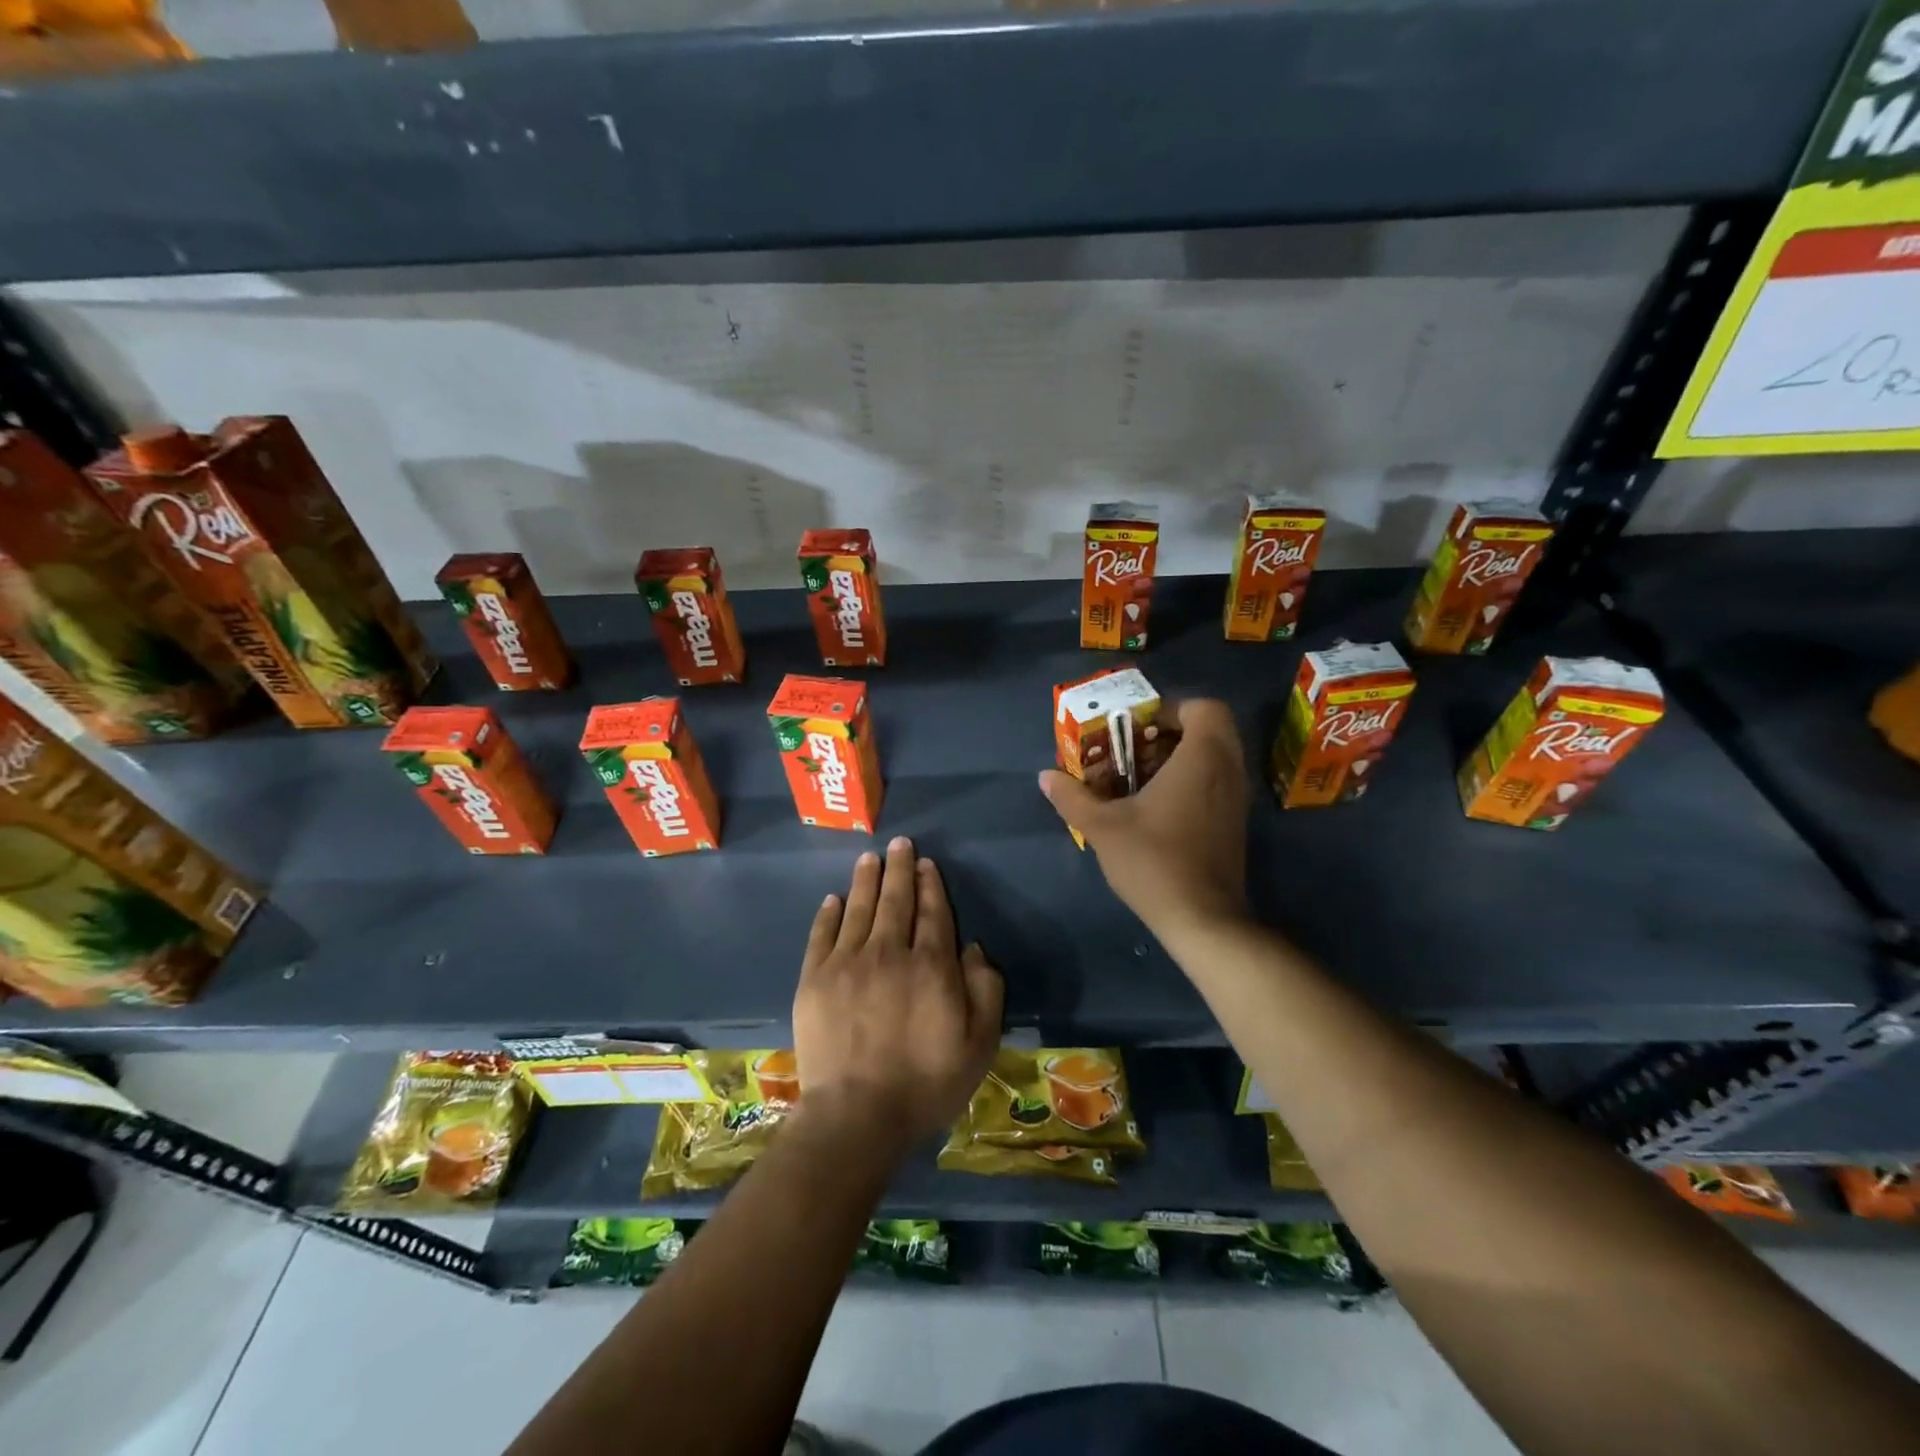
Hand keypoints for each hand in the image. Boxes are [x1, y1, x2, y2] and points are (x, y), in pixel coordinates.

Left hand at [793, 837, 1004, 1153]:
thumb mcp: (979, 1044)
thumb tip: (973, 949)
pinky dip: (829, 914)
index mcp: (931, 965)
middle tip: (900, 844)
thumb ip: (985, 990)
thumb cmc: (925, 1083)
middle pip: (895, 900)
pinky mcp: (814, 979)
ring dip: (866, 880)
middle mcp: (889, 952)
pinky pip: (822, 935)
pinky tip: (834, 899)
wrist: (856, 1116)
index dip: (931, 885)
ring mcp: (847, 963)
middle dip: (900, 868)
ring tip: (869, 857)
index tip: (927, 864)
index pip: (933, 913)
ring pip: (859, 908)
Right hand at [1038, 698, 1250, 937]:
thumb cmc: (1154, 861)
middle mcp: (1227, 771)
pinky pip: (1215, 782)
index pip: (1204, 708)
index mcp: (1202, 758)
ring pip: (1213, 757)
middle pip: (1209, 730)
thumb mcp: (1102, 827)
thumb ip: (1072, 797)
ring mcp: (1235, 799)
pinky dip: (1189, 781)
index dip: (1169, 709)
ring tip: (1137, 778)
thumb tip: (1045, 777)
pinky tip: (1153, 807)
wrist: (1202, 918)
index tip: (1135, 728)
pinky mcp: (1233, 823)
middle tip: (1133, 749)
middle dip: (1169, 733)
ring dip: (1177, 758)